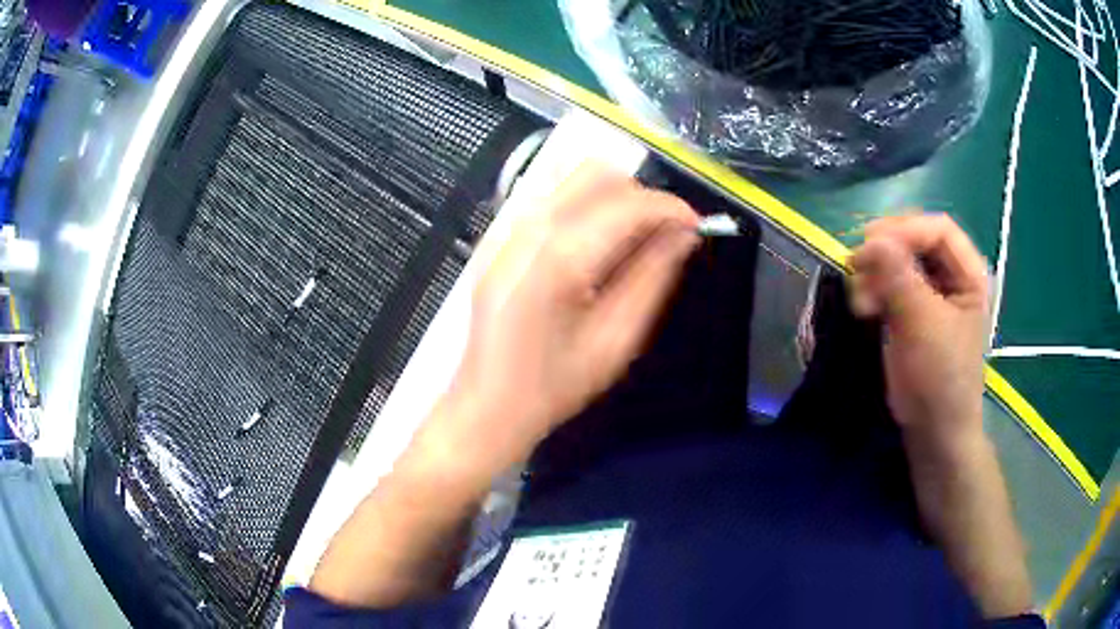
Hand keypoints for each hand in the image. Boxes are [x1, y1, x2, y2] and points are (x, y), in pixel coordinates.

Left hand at [435, 165, 699, 466]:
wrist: (488, 404)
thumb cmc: (554, 384)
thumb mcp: (616, 339)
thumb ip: (653, 277)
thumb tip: (684, 235)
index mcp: (559, 256)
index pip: (627, 203)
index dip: (670, 207)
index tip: (696, 225)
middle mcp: (528, 227)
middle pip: (596, 174)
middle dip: (640, 196)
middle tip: (663, 235)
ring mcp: (507, 229)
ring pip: (571, 179)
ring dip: (612, 197)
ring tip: (631, 241)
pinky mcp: (498, 238)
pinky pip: (549, 199)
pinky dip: (583, 207)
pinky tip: (593, 247)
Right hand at [848, 214, 988, 449]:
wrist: (933, 429)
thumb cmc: (941, 378)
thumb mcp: (924, 325)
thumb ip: (900, 277)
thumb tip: (870, 238)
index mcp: (969, 274)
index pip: (938, 230)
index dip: (906, 231)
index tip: (871, 245)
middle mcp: (951, 276)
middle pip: (915, 240)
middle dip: (886, 251)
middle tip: (858, 267)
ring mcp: (930, 293)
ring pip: (898, 260)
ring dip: (875, 272)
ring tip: (860, 299)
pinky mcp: (910, 310)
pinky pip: (888, 283)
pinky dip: (872, 289)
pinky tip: (863, 307)